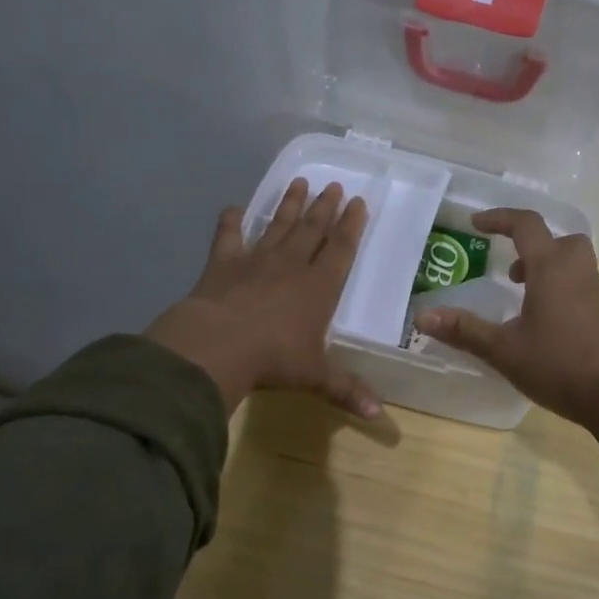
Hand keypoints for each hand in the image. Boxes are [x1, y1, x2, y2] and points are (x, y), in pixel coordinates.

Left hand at [146, 178, 380, 419]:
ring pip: (278, 225)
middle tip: (335, 185)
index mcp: (319, 286)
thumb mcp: (315, 377)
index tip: (359, 202)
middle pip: (312, 229)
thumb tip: (380, 416)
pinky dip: (231, 221)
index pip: (341, 248)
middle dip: (325, 206)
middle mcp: (291, 265)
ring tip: (299, 182)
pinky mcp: (223, 263)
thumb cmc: (274, 359)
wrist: (218, 346)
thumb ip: (346, 390)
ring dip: (289, 204)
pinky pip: (229, 236)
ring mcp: (256, 260)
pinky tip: (234, 208)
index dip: (352, 225)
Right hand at [414, 208, 598, 507]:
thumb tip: (422, 316)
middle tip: (510, 271)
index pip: (526, 225)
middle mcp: (576, 271)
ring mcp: (595, 293)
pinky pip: (579, 285)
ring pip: (571, 263)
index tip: (475, 225)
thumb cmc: (560, 364)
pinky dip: (559, 290)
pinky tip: (544, 325)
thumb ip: (465, 331)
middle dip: (532, 246)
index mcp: (551, 268)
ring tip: (522, 298)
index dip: (499, 218)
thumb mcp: (504, 350)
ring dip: (545, 269)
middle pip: (559, 239)